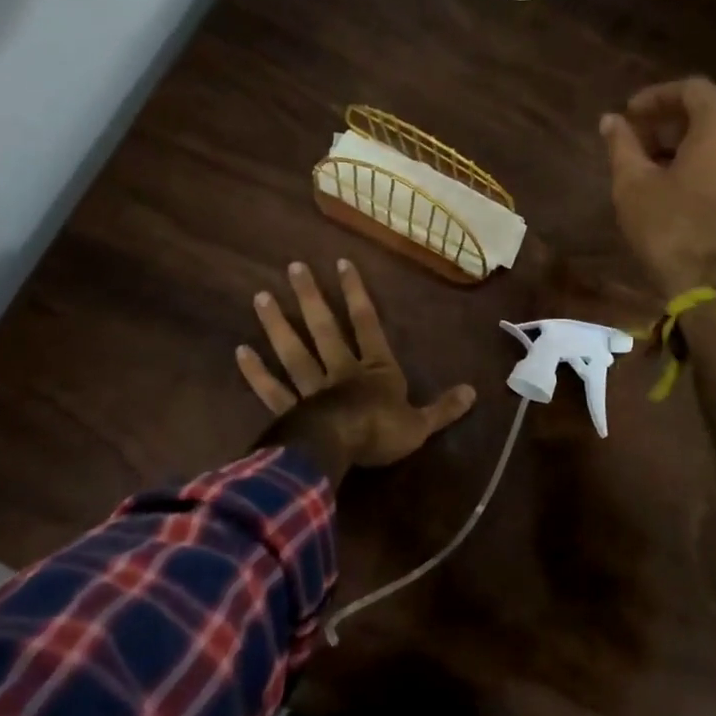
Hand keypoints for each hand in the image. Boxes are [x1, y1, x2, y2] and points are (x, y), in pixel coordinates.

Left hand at [236, 259, 475, 469]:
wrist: (341, 452)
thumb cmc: (382, 433)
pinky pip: (272, 390)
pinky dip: (256, 373)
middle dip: (311, 297)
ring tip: (260, 297)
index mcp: (375, 370)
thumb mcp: (420, 424)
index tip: (341, 263)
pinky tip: (241, 352)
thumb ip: (443, 408)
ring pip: (294, 352)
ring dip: (278, 325)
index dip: (356, 293)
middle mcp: (341, 371)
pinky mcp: (290, 411)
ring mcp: (312, 389)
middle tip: (293, 267)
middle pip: (324, 329)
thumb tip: (474, 392)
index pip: (367, 323)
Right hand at [601, 77, 715, 297]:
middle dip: (668, 120)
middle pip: (708, 113)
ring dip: (683, 143)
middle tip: (634, 137)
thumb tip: (611, 120)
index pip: (692, 89)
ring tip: (647, 162)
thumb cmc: (669, 226)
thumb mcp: (633, 183)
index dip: (656, 96)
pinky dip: (700, 162)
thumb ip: (622, 144)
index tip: (629, 114)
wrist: (711, 284)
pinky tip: (671, 184)